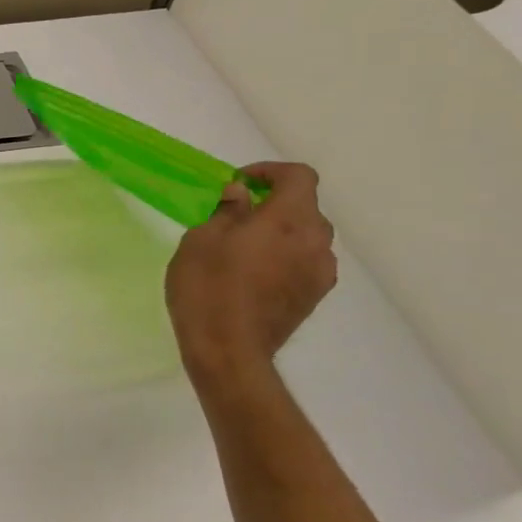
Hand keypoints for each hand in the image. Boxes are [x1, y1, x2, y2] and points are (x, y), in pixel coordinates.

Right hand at [165, 162, 337, 378]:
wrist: (228, 349)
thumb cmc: (207, 287)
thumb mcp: (201, 240)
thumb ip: (226, 212)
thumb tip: (241, 196)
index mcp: (289, 219)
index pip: (298, 177)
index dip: (270, 172)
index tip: (239, 183)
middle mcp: (316, 240)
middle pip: (304, 207)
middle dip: (273, 204)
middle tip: (236, 216)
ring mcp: (320, 271)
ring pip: (306, 237)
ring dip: (280, 233)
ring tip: (244, 248)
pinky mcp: (314, 296)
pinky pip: (304, 262)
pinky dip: (285, 257)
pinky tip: (254, 275)